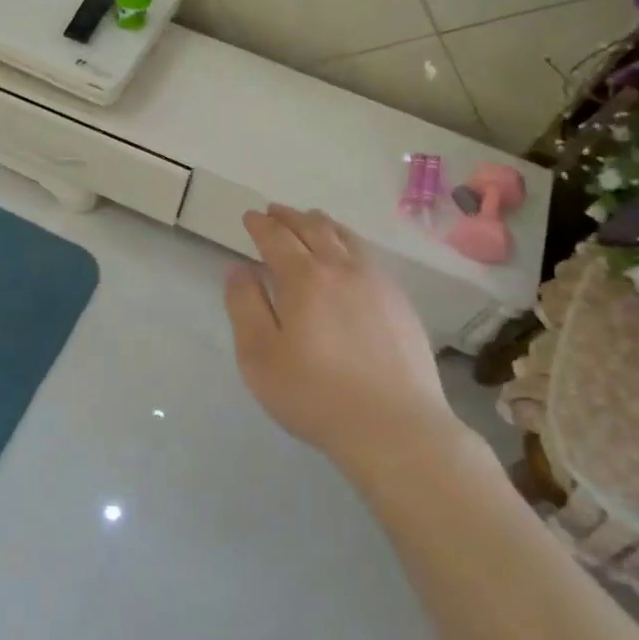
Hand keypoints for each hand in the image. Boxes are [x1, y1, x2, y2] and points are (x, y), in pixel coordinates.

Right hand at [224, 205, 458, 472]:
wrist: (395, 427)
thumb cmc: (315, 394)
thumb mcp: (259, 355)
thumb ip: (244, 305)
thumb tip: (238, 268)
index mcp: (304, 278)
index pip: (277, 238)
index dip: (260, 225)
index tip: (250, 216)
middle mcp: (342, 269)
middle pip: (313, 228)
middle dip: (290, 217)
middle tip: (274, 212)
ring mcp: (377, 283)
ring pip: (346, 237)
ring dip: (322, 223)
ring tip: (311, 220)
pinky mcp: (400, 302)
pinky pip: (369, 256)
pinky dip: (349, 243)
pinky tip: (349, 256)